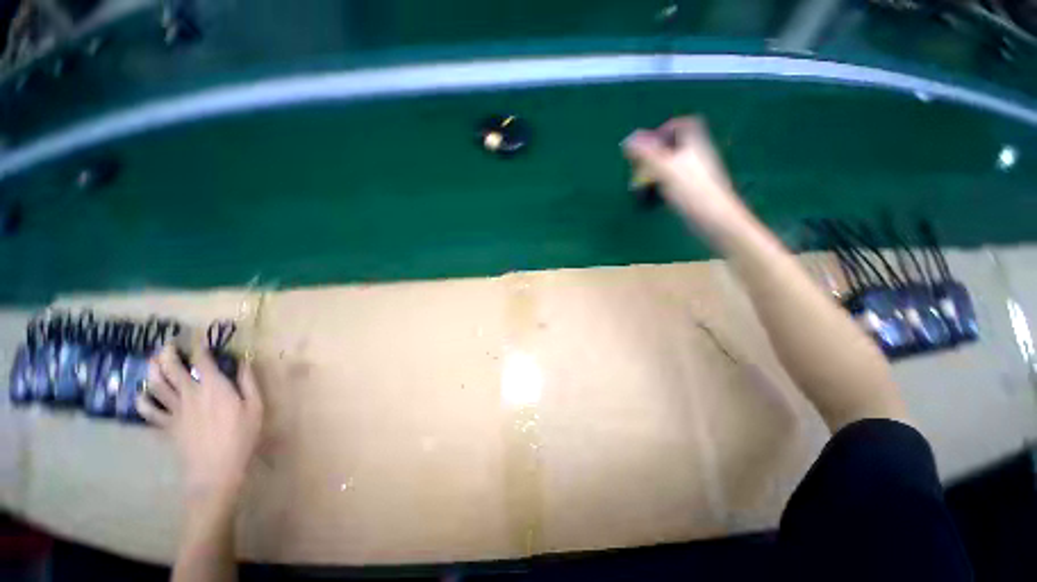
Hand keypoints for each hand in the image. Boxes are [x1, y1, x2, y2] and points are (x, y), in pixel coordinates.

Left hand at [138, 343, 263, 505]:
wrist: (215, 470)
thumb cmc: (241, 436)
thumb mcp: (255, 407)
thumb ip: (248, 383)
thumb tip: (244, 362)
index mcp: (213, 387)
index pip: (202, 359)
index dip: (200, 345)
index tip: (199, 336)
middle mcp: (189, 393)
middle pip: (171, 369)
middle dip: (167, 354)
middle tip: (166, 345)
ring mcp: (174, 410)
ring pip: (156, 385)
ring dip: (152, 372)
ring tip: (152, 362)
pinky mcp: (166, 426)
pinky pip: (149, 411)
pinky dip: (143, 402)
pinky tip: (143, 397)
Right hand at [622, 117, 752, 239]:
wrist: (712, 216)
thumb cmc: (690, 189)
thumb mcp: (664, 167)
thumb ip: (645, 152)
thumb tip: (628, 139)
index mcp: (694, 143)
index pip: (685, 124)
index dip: (667, 128)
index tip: (649, 141)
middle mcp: (698, 155)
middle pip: (677, 145)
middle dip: (657, 151)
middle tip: (641, 163)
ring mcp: (697, 173)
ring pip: (675, 163)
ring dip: (658, 168)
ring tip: (644, 179)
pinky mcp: (694, 189)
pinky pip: (677, 179)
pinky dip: (664, 182)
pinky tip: (656, 192)